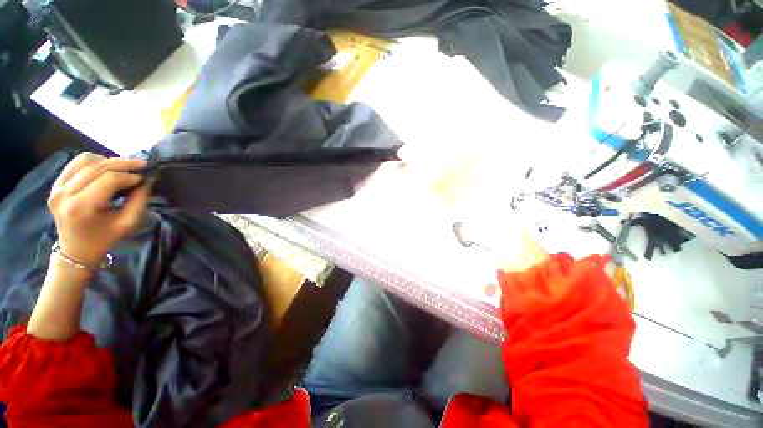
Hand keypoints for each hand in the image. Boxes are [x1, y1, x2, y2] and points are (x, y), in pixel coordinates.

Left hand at [47, 153, 150, 267]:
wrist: (75, 250)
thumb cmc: (103, 239)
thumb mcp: (126, 224)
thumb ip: (138, 201)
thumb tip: (147, 181)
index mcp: (81, 207)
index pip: (109, 179)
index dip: (130, 176)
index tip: (145, 178)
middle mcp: (65, 193)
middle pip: (97, 167)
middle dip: (123, 164)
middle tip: (142, 165)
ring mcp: (57, 188)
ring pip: (86, 161)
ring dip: (108, 161)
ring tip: (122, 169)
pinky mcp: (55, 185)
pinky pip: (75, 164)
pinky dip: (93, 161)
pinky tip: (104, 169)